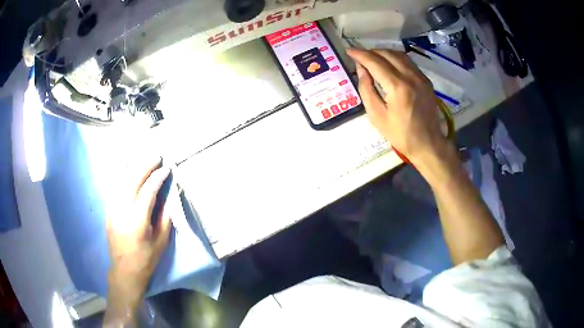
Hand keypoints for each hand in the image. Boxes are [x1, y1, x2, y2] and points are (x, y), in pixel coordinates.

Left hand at [104, 157, 171, 325]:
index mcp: (137, 220)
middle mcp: (122, 210)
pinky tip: (130, 173)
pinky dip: (124, 177)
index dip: (158, 177)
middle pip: (132, 179)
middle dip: (145, 166)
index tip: (167, 169)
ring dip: (134, 168)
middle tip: (156, 158)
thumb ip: (164, 217)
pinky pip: (115, 188)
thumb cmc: (146, 259)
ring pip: (121, 180)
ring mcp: (112, 209)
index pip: (148, 190)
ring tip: (145, 162)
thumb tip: (167, 196)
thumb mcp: (161, 242)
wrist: (124, 271)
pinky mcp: (108, 210)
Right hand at [347, 49, 447, 163]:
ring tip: (372, 58)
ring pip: (399, 55)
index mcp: (397, 87)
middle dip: (370, 52)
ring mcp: (420, 77)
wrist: (428, 143)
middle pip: (387, 54)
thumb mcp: (377, 116)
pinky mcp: (426, 80)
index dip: (360, 55)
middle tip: (359, 57)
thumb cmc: (400, 134)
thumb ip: (367, 89)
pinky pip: (408, 62)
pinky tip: (389, 64)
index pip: (375, 62)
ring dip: (383, 53)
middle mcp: (410, 77)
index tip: (349, 51)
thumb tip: (361, 69)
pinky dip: (395, 58)